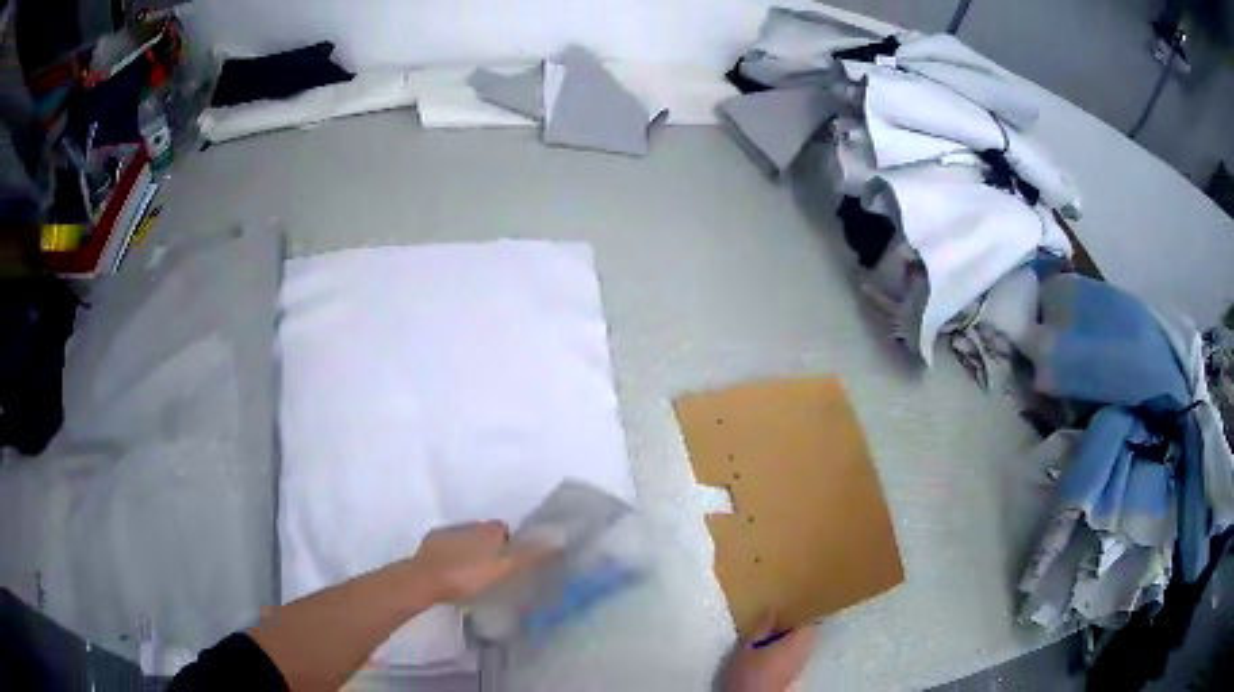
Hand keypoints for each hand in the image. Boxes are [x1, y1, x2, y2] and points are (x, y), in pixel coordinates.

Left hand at [410, 521, 536, 602]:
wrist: (424, 579)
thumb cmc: (467, 575)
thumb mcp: (502, 568)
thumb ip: (529, 555)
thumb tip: (558, 537)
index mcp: (486, 531)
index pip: (503, 529)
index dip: (509, 543)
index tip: (510, 562)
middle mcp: (467, 526)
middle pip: (483, 534)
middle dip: (488, 547)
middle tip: (493, 571)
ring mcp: (445, 534)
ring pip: (464, 540)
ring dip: (469, 552)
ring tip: (472, 576)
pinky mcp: (429, 545)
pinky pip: (445, 547)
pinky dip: (450, 556)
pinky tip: (451, 574)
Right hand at [719, 613, 818, 691]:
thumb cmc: (747, 674)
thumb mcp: (746, 649)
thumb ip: (761, 628)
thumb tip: (774, 610)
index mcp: (796, 643)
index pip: (810, 621)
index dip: (802, 611)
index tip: (791, 603)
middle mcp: (804, 653)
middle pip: (809, 632)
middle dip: (797, 623)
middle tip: (779, 615)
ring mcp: (800, 665)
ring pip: (803, 643)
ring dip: (792, 636)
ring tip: (772, 630)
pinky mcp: (793, 675)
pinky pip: (796, 654)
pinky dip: (788, 647)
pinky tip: (771, 647)